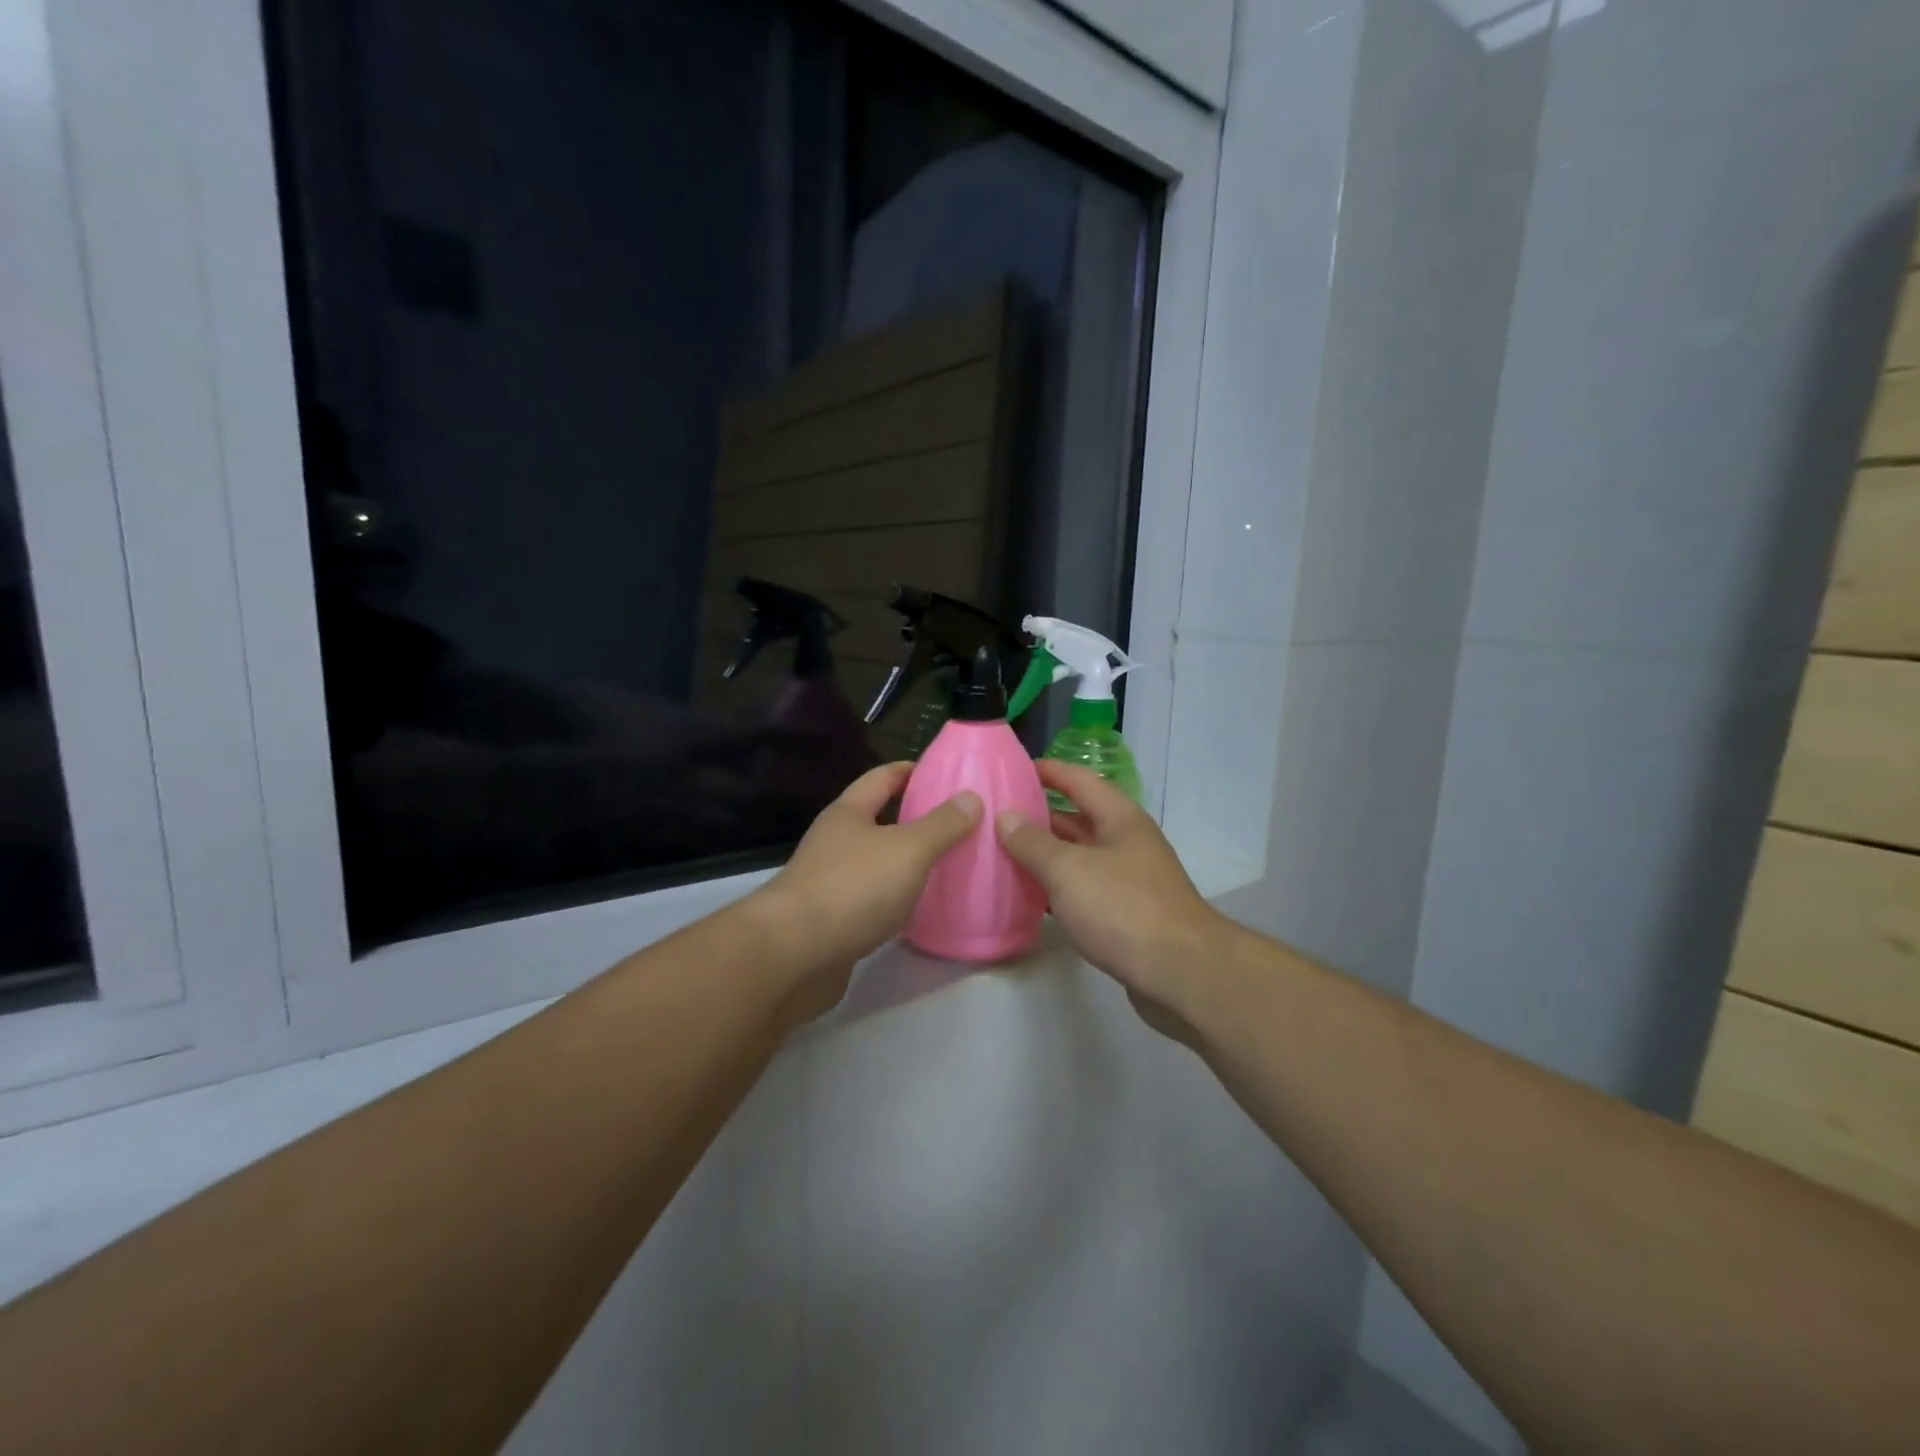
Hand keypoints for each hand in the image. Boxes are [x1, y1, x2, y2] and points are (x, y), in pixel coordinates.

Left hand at [750, 761, 979, 995]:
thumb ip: (942, 825)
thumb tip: (971, 797)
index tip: (945, 772)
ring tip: (949, 866)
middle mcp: (835, 842)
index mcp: (848, 813)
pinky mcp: (832, 921)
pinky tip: (920, 910)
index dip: (912, 770)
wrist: (794, 955)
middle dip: (915, 819)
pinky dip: (896, 899)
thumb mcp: (908, 849)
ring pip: (876, 863)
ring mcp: (830, 882)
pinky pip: (872, 900)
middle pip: (879, 820)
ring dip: (907, 863)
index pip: (882, 777)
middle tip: (960, 824)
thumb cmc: (853, 888)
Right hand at [996, 761, 1226, 1040]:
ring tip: (1002, 853)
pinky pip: (1083, 890)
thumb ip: (1033, 842)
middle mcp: (1126, 842)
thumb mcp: (1069, 870)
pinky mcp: (1126, 915)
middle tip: (995, 816)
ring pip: (1078, 857)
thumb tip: (1006, 816)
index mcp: (1120, 818)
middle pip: (1077, 819)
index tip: (1012, 769)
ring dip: (1045, 855)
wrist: (1181, 973)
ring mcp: (1128, 880)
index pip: (1079, 780)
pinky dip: (1057, 889)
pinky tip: (1029, 897)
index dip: (1048, 771)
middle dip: (1038, 815)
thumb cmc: (1123, 908)